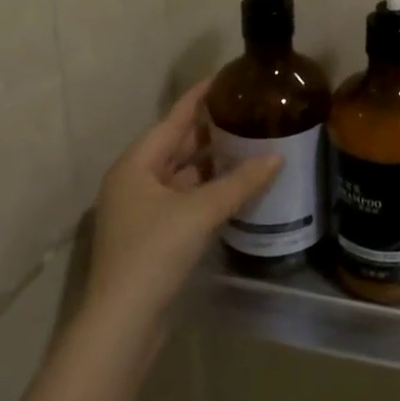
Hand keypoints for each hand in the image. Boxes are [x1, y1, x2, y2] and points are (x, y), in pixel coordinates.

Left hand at [84, 79, 281, 336]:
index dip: (198, 98)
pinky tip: (234, 189)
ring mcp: (140, 212)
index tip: (224, 78)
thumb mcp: (200, 211)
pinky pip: (182, 200)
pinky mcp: (150, 238)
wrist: (122, 323)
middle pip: (175, 146)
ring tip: (247, 146)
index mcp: (135, 165)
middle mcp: (133, 182)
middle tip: (246, 113)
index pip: (173, 119)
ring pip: (180, 176)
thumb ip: (240, 182)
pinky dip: (206, 191)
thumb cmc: (154, 252)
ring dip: (210, 164)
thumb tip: (277, 157)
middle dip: (209, 132)